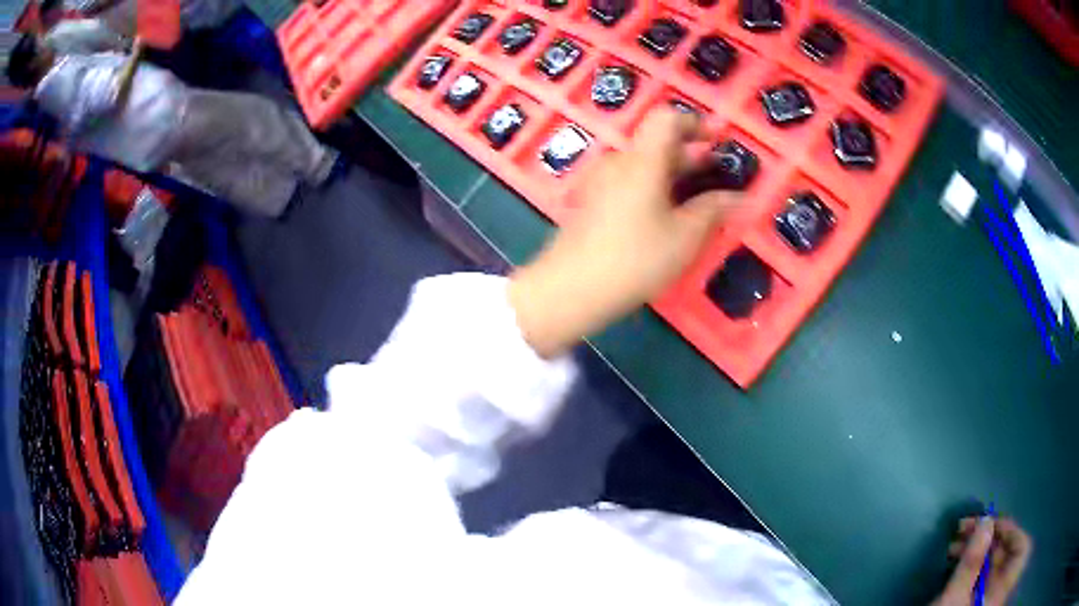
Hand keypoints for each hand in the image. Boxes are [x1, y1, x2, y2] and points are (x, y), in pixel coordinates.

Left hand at [509, 107, 740, 357]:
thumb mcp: (684, 237)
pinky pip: (628, 181)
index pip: (667, 119)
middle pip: (656, 143)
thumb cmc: (635, 259)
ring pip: (643, 165)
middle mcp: (619, 162)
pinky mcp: (591, 200)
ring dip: (672, 173)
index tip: (716, 141)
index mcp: (642, 160)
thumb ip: (713, 209)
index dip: (694, 123)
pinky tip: (665, 215)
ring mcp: (600, 181)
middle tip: (717, 174)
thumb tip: (740, 197)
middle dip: (690, 154)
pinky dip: (653, 187)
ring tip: (696, 199)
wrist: (570, 289)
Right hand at [932, 516, 1031, 605]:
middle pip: (1004, 555)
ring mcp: (987, 600)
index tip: (990, 521)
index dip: (1010, 531)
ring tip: (954, 546)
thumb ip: (972, 560)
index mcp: (1002, 591)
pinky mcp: (975, 604)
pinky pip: (981, 577)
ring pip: (990, 566)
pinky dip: (971, 566)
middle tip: (965, 529)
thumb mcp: (954, 598)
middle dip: (986, 539)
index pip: (1020, 549)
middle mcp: (998, 593)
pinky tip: (956, 562)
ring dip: (975, 551)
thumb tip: (986, 521)